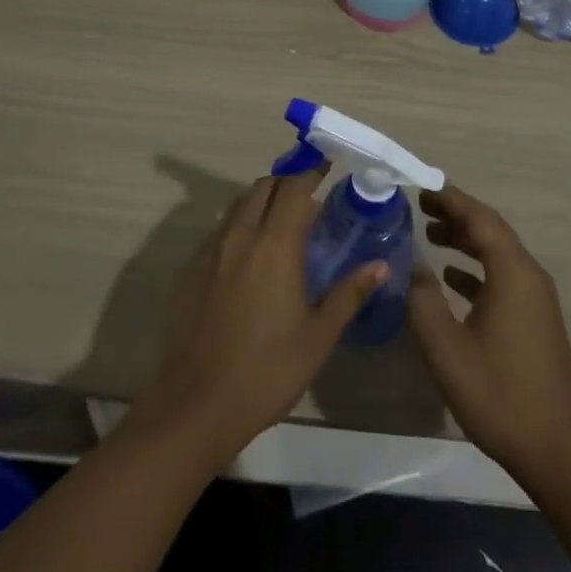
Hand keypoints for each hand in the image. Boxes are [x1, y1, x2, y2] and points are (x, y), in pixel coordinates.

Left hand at [125, 170, 386, 464]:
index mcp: (275, 244)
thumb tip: (380, 265)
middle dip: (287, 183)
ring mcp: (210, 250)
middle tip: (307, 199)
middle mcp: (241, 235)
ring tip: (280, 226)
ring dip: (261, 202)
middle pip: (264, 186)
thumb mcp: (318, 337)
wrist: (196, 405)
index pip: (294, 187)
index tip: (327, 166)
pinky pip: (219, 230)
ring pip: (239, 205)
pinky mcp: (190, 268)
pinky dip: (239, 227)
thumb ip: (349, 294)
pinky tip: (248, 259)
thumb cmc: (267, 371)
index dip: (311, 171)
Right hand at [408, 185, 570, 490]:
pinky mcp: (536, 320)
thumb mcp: (447, 349)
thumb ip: (423, 301)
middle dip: (456, 215)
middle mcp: (529, 275)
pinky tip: (451, 277)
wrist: (558, 453)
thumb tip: (412, 267)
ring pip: (497, 253)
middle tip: (421, 207)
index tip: (421, 187)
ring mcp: (536, 299)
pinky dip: (477, 268)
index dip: (450, 199)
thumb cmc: (499, 394)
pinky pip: (503, 277)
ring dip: (465, 240)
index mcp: (512, 272)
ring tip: (431, 235)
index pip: (479, 218)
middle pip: (490, 230)